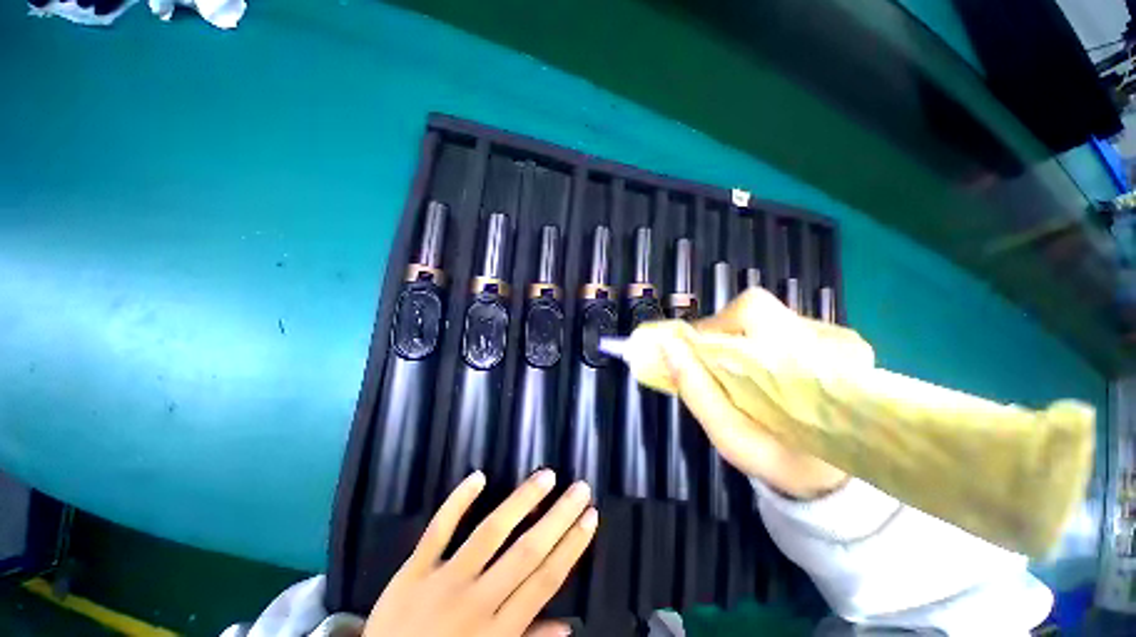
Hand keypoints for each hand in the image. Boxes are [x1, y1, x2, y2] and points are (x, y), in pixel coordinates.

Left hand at [363, 470, 596, 636]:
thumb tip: (568, 626)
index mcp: (498, 631)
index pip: (545, 580)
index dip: (571, 546)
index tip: (591, 517)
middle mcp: (476, 602)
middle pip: (526, 553)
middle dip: (558, 517)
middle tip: (580, 488)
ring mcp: (443, 582)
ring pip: (489, 534)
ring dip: (520, 501)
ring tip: (546, 476)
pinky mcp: (414, 570)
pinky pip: (437, 531)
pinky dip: (457, 502)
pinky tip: (479, 476)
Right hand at [667, 288, 847, 499]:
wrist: (831, 473)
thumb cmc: (778, 458)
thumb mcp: (730, 435)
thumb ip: (697, 391)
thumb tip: (667, 345)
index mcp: (807, 366)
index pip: (751, 312)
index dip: (714, 327)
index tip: (697, 353)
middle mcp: (831, 341)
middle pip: (758, 310)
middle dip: (725, 333)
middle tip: (714, 363)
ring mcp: (841, 337)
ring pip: (770, 317)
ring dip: (744, 339)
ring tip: (741, 372)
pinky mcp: (841, 340)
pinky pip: (785, 326)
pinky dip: (763, 343)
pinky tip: (764, 371)